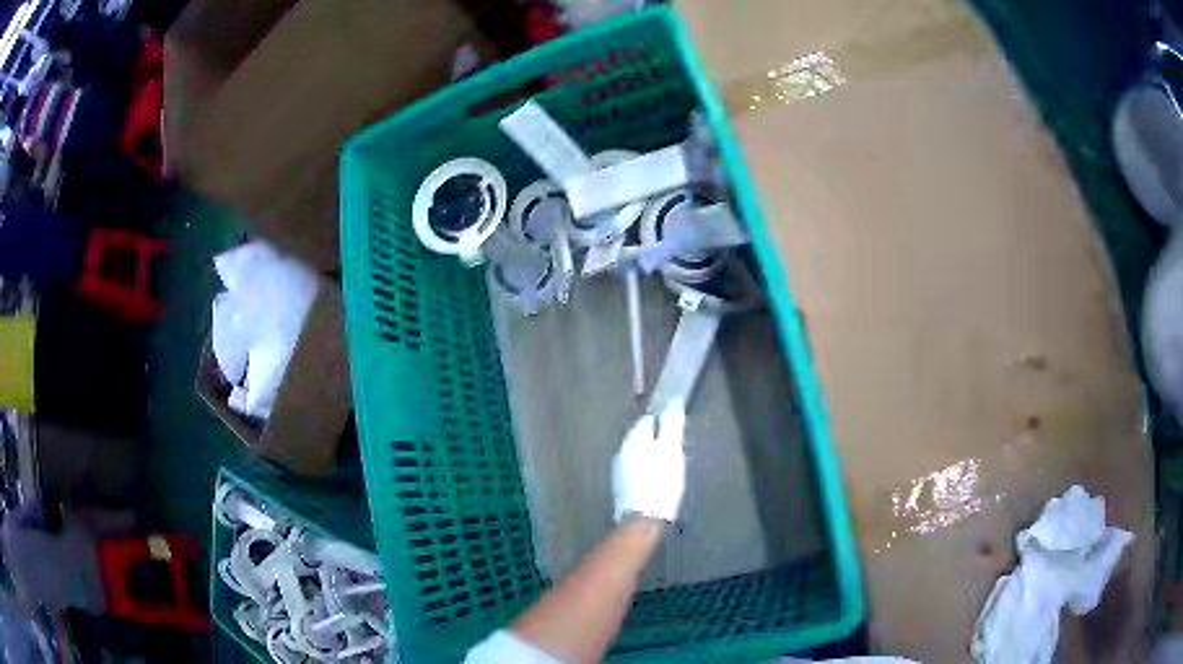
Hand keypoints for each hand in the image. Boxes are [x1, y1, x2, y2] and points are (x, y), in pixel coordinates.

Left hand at [611, 400, 685, 522]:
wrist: (644, 520)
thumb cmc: (661, 483)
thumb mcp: (671, 451)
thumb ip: (672, 427)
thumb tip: (673, 403)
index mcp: (633, 440)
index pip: (647, 420)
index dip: (662, 419)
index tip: (675, 424)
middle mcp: (621, 451)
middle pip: (640, 437)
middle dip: (655, 437)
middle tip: (673, 443)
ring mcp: (619, 470)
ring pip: (637, 454)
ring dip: (650, 454)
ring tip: (667, 461)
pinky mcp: (622, 487)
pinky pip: (635, 469)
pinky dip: (646, 469)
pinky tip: (656, 477)